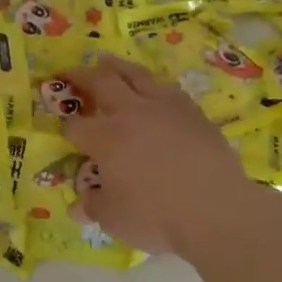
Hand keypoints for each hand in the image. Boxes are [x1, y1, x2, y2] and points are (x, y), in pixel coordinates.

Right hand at [61, 56, 255, 255]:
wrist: (216, 210)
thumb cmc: (156, 216)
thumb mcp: (112, 219)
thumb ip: (92, 205)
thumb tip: (80, 204)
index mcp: (104, 138)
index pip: (75, 126)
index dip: (66, 128)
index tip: (65, 131)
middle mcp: (130, 113)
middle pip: (101, 83)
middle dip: (81, 76)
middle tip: (70, 71)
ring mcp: (164, 108)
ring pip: (136, 75)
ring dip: (117, 66)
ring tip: (107, 62)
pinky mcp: (193, 112)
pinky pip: (167, 88)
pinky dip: (152, 84)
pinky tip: (153, 87)